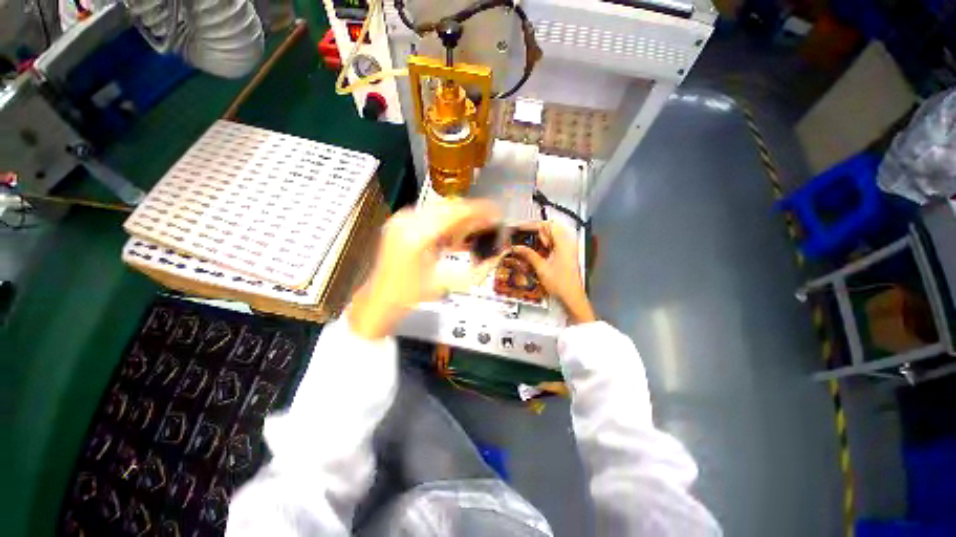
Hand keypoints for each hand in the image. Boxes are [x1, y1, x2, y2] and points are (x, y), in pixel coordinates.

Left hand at [349, 199, 500, 339]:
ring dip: (459, 217)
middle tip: (488, 220)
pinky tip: (455, 233)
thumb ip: (473, 268)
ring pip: (439, 208)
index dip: (478, 211)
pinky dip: (446, 221)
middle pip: (448, 206)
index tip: (494, 211)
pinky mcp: (399, 223)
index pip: (455, 213)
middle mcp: (406, 222)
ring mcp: (400, 221)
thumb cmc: (407, 295)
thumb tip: (494, 256)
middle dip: (471, 213)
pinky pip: (429, 215)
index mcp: (417, 237)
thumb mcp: (444, 283)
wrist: (379, 299)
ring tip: (474, 228)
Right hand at [512, 222, 595, 324]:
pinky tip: (539, 251)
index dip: (532, 225)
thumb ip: (528, 255)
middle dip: (537, 230)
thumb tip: (517, 247)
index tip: (521, 227)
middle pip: (552, 228)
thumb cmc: (561, 285)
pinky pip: (556, 243)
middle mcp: (568, 244)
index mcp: (564, 244)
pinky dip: (546, 244)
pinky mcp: (567, 255)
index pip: (547, 225)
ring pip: (554, 235)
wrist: (572, 297)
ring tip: (531, 243)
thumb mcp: (541, 268)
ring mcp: (569, 249)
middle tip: (525, 235)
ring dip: (542, 237)